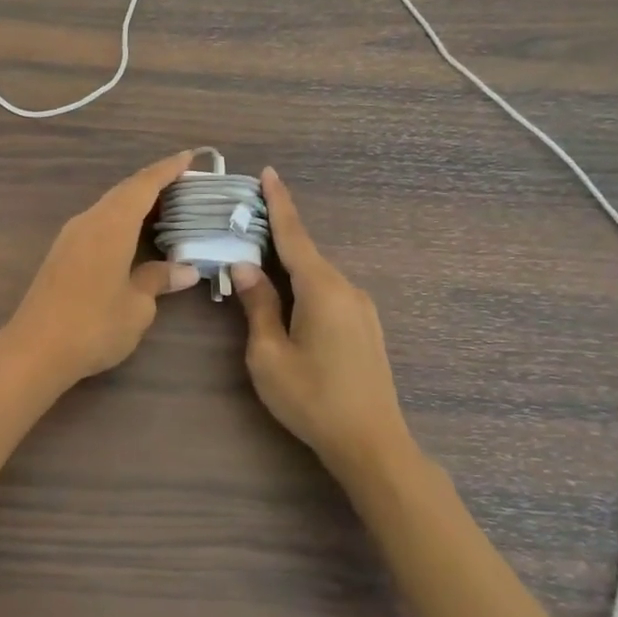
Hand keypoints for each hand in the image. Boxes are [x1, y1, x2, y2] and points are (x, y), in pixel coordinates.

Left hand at [0, 151, 201, 393]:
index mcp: (111, 224)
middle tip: (187, 185)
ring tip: (167, 208)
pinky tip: (134, 235)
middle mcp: (89, 221)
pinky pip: (98, 223)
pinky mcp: (61, 253)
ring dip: (136, 203)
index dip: (168, 169)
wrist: (35, 348)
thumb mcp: (136, 306)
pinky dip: (121, 220)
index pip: (143, 185)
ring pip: (109, 207)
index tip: (191, 157)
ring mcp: (71, 237)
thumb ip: (158, 280)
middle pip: (124, 191)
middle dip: (155, 184)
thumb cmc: (93, 325)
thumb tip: (184, 270)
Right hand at [231, 168, 415, 479]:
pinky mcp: (364, 326)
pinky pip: (328, 290)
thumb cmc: (312, 398)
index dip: (279, 203)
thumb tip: (245, 266)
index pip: (294, 235)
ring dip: (288, 262)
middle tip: (246, 217)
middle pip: (306, 252)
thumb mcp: (268, 354)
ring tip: (257, 258)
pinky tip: (286, 294)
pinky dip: (303, 282)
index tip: (268, 172)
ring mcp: (361, 308)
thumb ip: (258, 305)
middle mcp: (346, 289)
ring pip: (316, 273)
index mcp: (322, 289)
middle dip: (277, 232)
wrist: (372, 444)